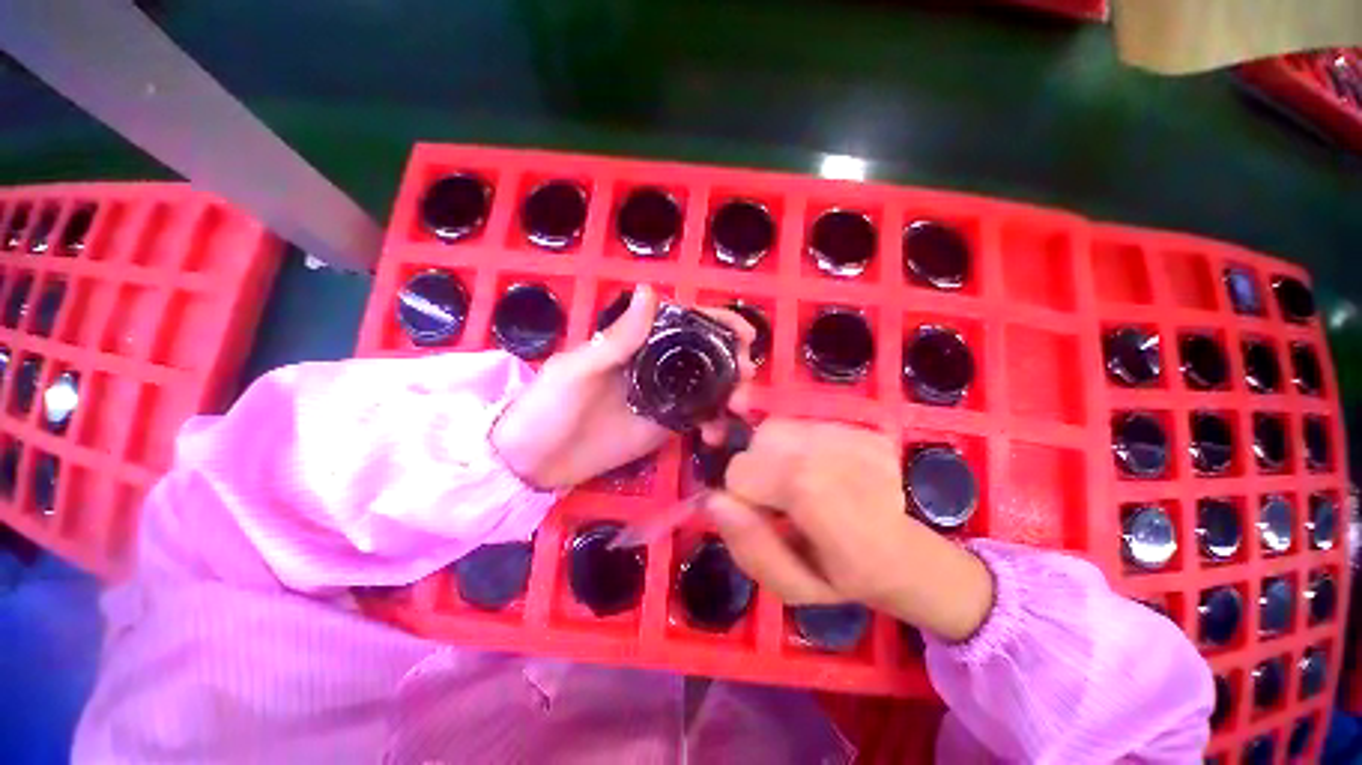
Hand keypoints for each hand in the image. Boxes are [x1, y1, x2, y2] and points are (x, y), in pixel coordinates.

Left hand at [491, 285, 755, 489]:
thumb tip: (651, 290)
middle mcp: (657, 366)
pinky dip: (715, 424)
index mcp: (638, 343)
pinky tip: (716, 435)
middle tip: (745, 377)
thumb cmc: (548, 407)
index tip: (745, 336)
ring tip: (738, 408)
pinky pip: (699, 420)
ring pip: (709, 387)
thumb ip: (619, 338)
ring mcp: (664, 398)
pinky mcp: (665, 427)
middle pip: (706, 355)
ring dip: (731, 392)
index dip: (719, 324)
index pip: (686, 324)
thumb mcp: (578, 369)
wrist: (534, 462)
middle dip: (734, 360)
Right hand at [707, 420, 993, 641]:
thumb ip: (750, 547)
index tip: (755, 511)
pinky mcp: (866, 429)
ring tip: (793, 482)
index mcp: (830, 511)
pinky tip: (814, 469)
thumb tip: (714, 499)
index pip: (749, 471)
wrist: (903, 554)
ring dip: (773, 453)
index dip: (740, 489)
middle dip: (755, 467)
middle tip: (775, 497)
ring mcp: (862, 440)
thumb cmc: (841, 577)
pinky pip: (804, 424)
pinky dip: (795, 445)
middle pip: (763, 439)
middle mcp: (847, 463)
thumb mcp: (790, 587)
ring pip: (779, 426)